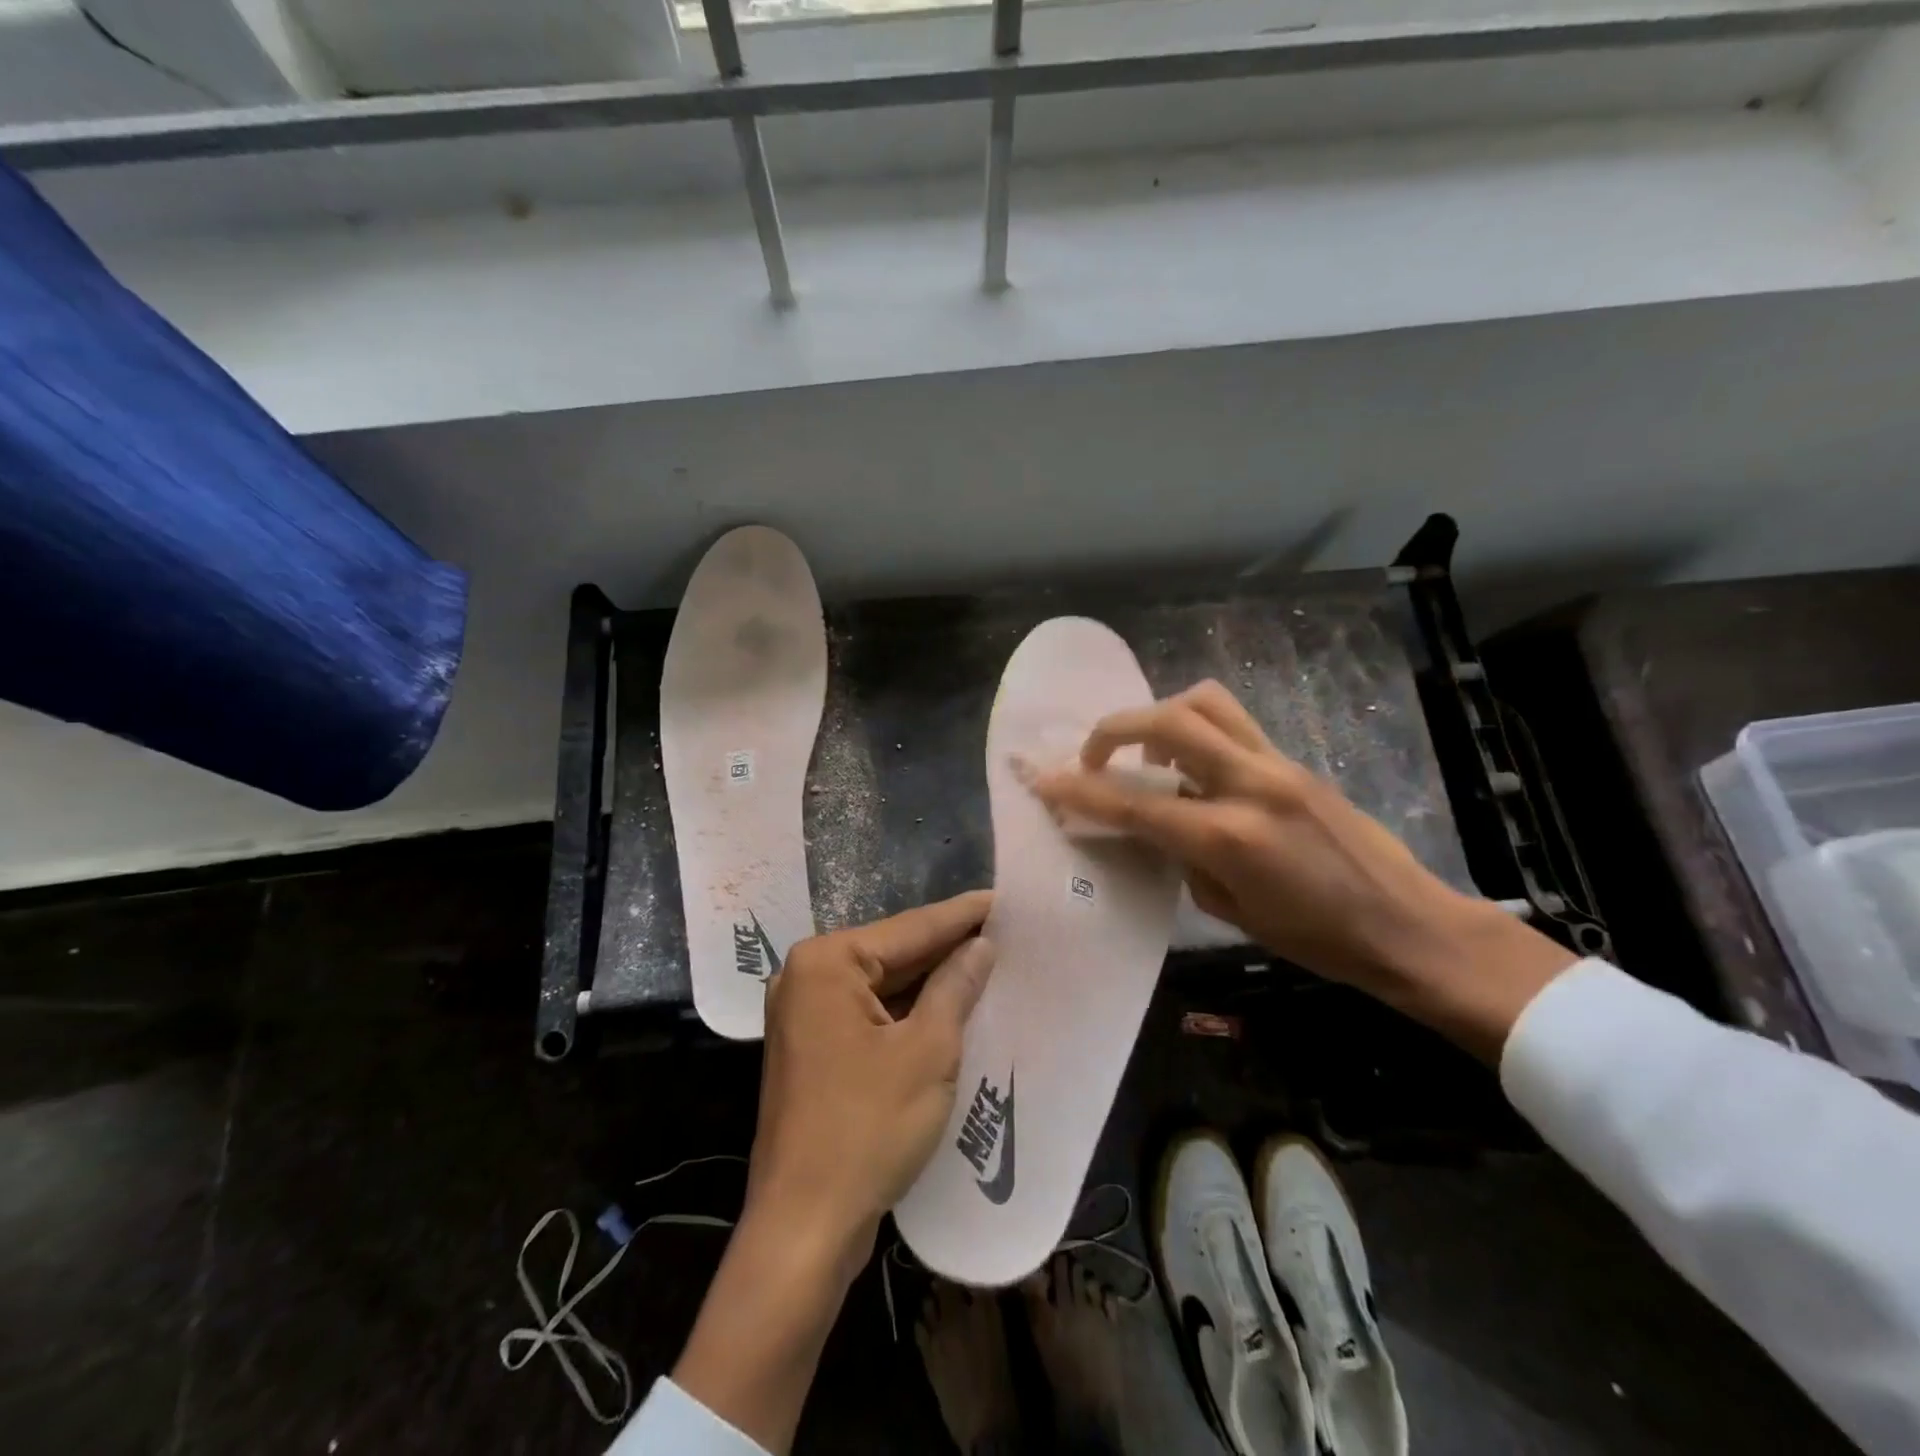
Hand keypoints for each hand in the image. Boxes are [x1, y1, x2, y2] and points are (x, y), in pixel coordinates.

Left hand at [748, 890, 996, 1272]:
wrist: (803, 1227)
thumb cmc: (867, 1127)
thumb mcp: (927, 1050)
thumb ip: (955, 987)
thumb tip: (980, 946)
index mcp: (826, 963)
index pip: (909, 928)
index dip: (961, 915)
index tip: (1003, 898)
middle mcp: (807, 977)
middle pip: (892, 953)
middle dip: (947, 946)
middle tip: (1003, 930)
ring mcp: (805, 1015)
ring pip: (882, 985)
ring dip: (930, 980)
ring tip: (987, 961)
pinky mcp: (813, 1049)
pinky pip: (870, 1014)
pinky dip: (908, 1011)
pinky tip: (950, 1005)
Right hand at [1029, 681, 1573, 1061]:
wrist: (1407, 925)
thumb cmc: (1316, 938)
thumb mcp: (1230, 910)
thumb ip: (1183, 857)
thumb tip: (1155, 824)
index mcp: (1228, 835)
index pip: (1134, 802)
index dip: (1079, 790)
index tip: (1043, 781)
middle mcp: (1249, 783)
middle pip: (1166, 721)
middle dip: (1112, 730)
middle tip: (1093, 758)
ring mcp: (1276, 763)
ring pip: (1203, 702)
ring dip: (1158, 715)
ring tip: (1145, 752)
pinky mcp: (1292, 759)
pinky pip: (1232, 723)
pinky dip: (1195, 728)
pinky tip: (1191, 766)